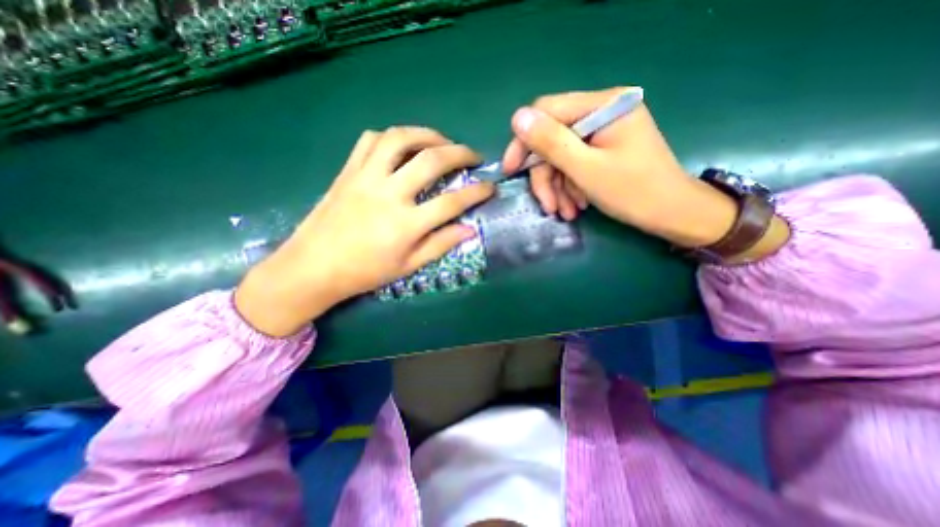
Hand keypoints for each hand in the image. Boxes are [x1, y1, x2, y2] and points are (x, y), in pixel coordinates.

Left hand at [239, 126, 493, 334]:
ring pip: (400, 139)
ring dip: (428, 135)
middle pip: (431, 161)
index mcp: (406, 224)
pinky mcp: (348, 171)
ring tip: (442, 142)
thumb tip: (470, 229)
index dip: (477, 192)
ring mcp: (366, 178)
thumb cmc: (364, 272)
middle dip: (460, 153)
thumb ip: (440, 245)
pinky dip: (393, 137)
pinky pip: (371, 140)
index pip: (452, 202)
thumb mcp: (408, 266)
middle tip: (473, 156)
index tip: (491, 187)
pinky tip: (404, 146)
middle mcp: (389, 194)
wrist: (313, 267)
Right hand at [502, 86, 745, 248]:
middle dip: (546, 176)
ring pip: (561, 156)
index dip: (524, 141)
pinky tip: (576, 206)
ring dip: (558, 187)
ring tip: (565, 212)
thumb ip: (551, 142)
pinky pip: (574, 164)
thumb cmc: (634, 192)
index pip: (547, 112)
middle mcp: (602, 111)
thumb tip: (517, 118)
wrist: (673, 214)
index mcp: (604, 104)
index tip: (511, 170)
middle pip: (553, 139)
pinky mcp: (603, 149)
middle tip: (548, 206)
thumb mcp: (587, 169)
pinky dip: (570, 187)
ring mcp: (603, 131)